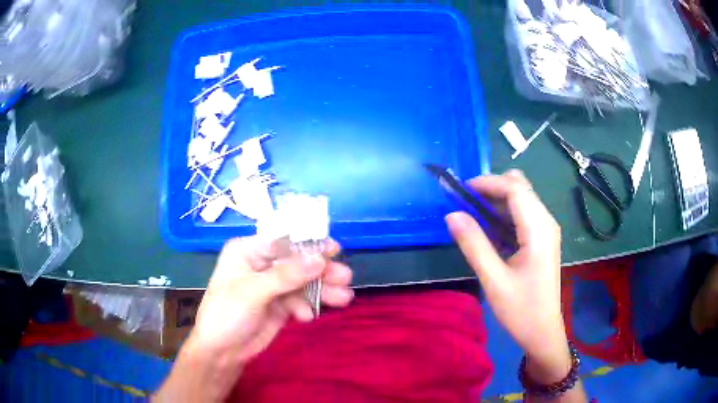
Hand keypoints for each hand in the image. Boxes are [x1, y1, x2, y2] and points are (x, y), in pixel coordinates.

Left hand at [154, 236, 353, 401]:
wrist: (222, 352)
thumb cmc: (227, 314)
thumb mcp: (253, 292)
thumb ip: (286, 275)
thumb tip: (320, 259)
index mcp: (248, 252)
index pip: (282, 240)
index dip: (308, 243)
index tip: (334, 250)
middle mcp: (261, 265)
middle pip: (297, 262)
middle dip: (321, 271)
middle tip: (345, 278)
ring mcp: (272, 286)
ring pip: (303, 282)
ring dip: (322, 290)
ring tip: (344, 298)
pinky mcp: (279, 305)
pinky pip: (300, 300)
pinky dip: (307, 307)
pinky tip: (306, 317)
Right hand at [446, 170, 569, 381]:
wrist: (543, 331)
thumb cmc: (521, 309)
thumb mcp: (494, 279)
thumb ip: (474, 244)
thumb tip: (452, 214)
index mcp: (538, 229)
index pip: (514, 189)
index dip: (487, 183)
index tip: (461, 191)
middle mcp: (546, 222)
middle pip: (520, 187)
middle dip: (492, 188)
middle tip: (466, 204)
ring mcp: (547, 230)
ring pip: (522, 198)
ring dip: (497, 200)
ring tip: (473, 216)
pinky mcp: (543, 238)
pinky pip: (524, 213)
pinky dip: (505, 213)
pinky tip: (491, 231)